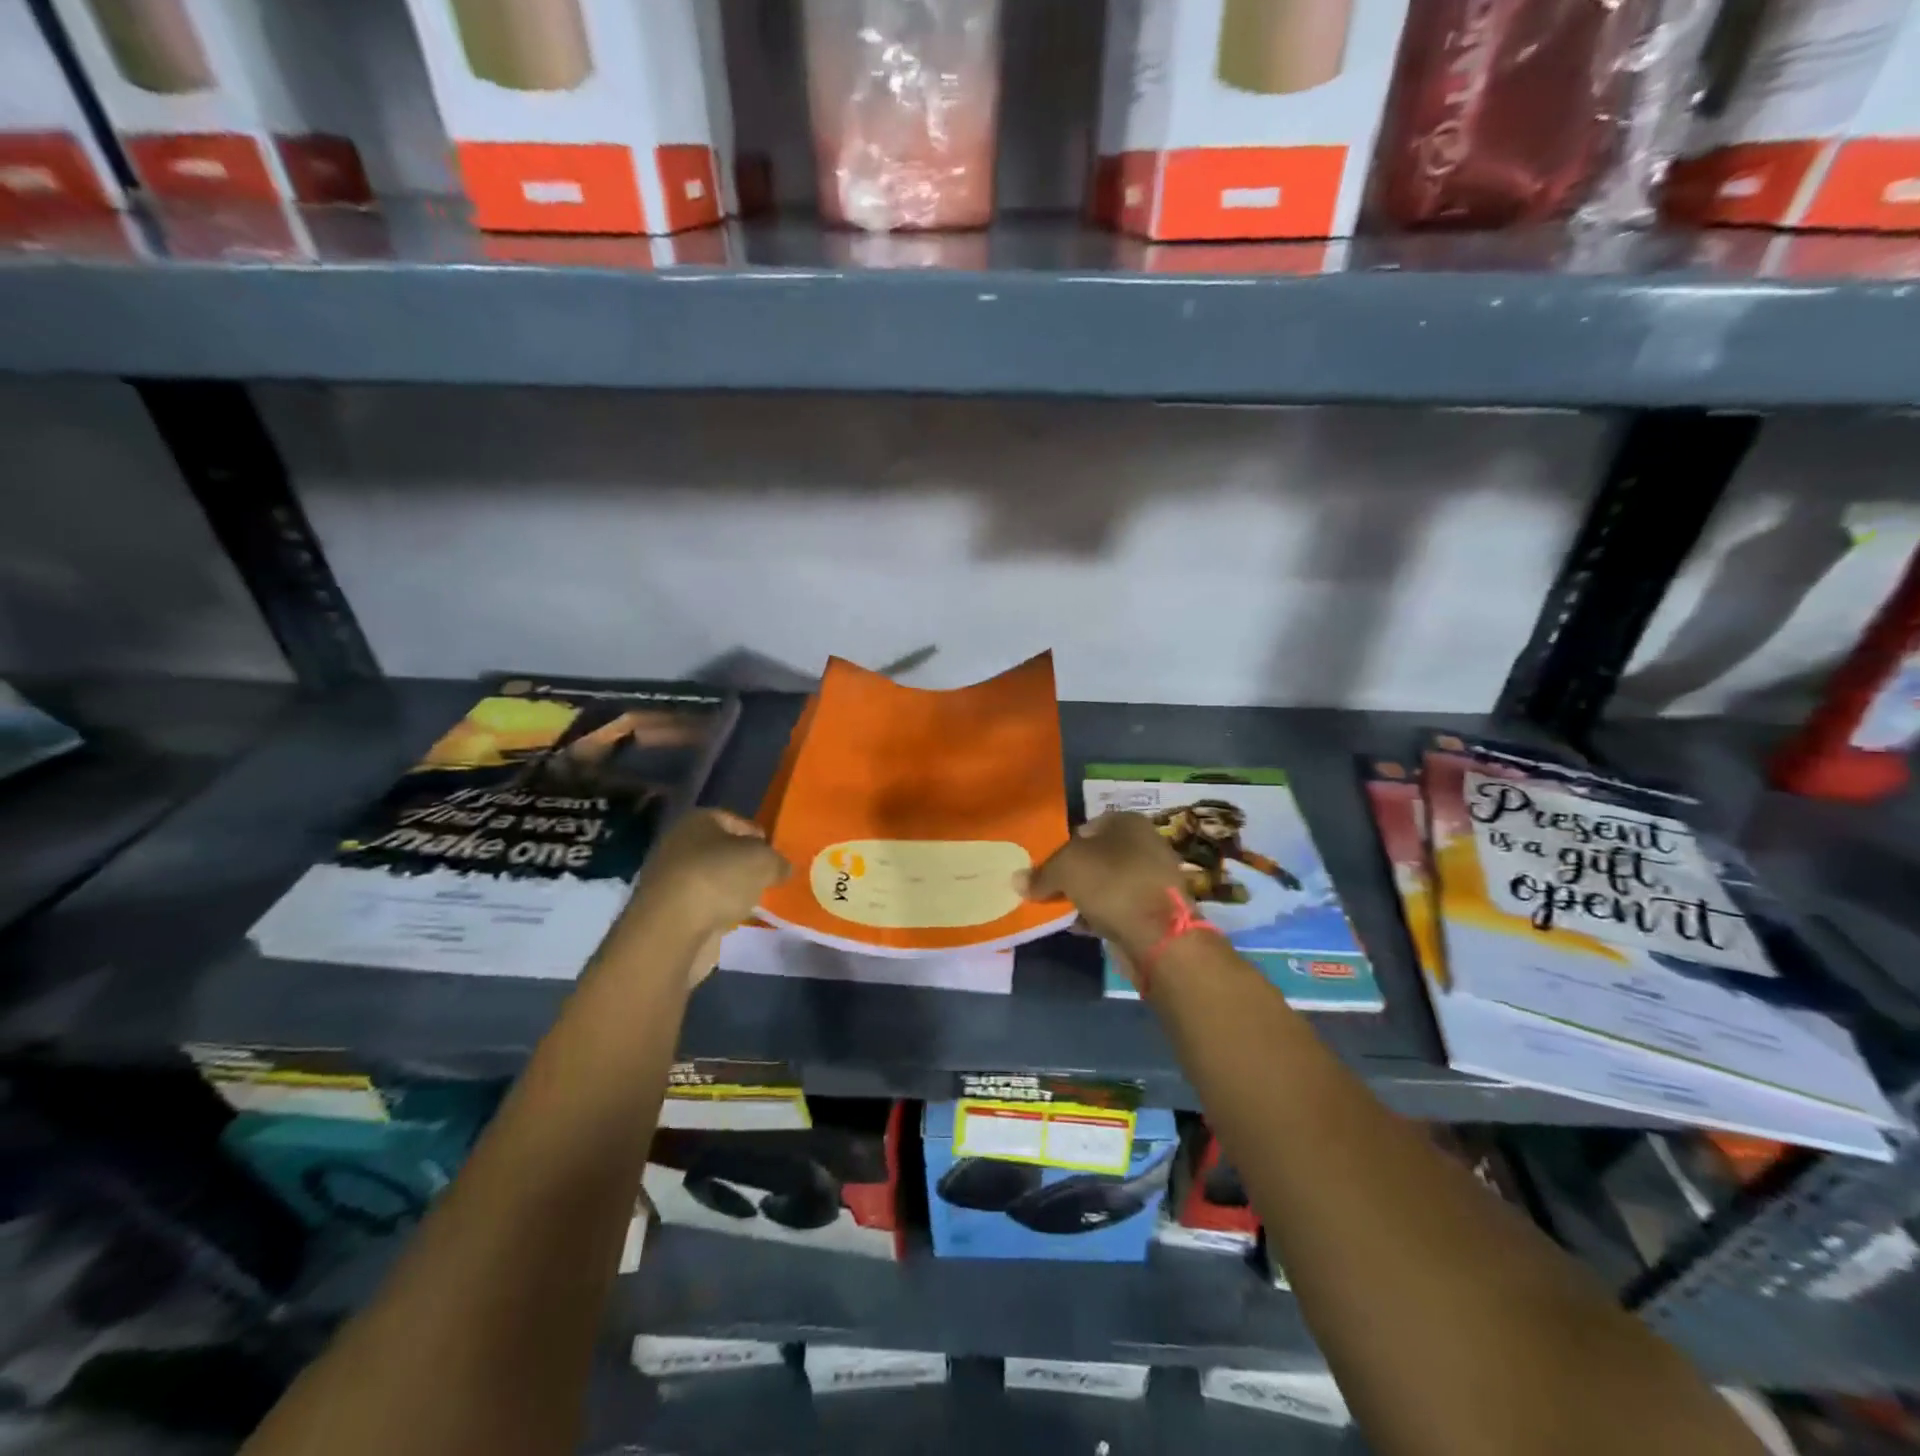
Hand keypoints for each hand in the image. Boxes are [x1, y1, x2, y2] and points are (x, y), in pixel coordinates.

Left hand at [623, 810, 789, 985]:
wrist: (672, 929)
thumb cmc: (719, 878)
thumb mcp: (764, 861)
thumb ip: (778, 861)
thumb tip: (782, 867)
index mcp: (699, 820)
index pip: (736, 821)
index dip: (759, 837)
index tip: (776, 856)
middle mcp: (679, 843)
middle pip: (722, 851)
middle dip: (745, 865)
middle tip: (769, 879)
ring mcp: (670, 878)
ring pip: (713, 879)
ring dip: (732, 890)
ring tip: (756, 902)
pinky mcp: (668, 910)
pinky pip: (703, 904)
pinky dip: (719, 911)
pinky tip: (736, 920)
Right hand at [1020, 812, 1189, 973]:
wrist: (1160, 936)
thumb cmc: (1112, 884)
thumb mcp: (1066, 869)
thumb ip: (1041, 873)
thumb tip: (1017, 880)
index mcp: (1128, 822)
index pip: (1087, 826)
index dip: (1064, 844)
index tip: (1047, 865)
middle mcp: (1145, 845)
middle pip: (1097, 856)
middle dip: (1074, 872)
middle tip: (1050, 888)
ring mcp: (1152, 879)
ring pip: (1107, 884)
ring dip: (1085, 896)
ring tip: (1060, 910)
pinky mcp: (1154, 911)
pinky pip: (1117, 908)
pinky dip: (1099, 915)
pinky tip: (1080, 927)